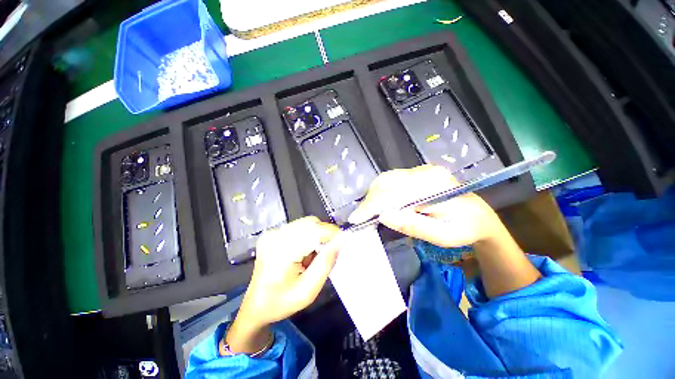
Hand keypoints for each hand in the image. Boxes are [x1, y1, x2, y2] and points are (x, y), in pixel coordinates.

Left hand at [225, 217, 339, 354]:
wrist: (256, 306)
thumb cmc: (282, 302)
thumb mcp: (308, 291)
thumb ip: (326, 263)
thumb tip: (340, 241)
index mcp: (281, 252)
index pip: (313, 231)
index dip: (332, 233)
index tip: (344, 241)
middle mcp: (275, 236)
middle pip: (310, 223)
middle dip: (325, 233)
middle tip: (330, 251)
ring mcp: (272, 233)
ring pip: (305, 223)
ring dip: (316, 234)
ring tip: (314, 254)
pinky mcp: (273, 233)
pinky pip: (299, 227)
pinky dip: (308, 235)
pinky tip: (304, 251)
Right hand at [348, 165, 500, 246]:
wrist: (479, 217)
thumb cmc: (464, 229)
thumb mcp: (443, 236)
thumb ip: (414, 226)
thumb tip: (384, 216)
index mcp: (435, 185)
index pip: (395, 191)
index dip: (372, 205)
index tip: (356, 218)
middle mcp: (426, 172)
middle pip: (387, 181)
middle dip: (369, 200)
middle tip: (360, 217)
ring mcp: (421, 170)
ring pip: (387, 179)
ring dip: (373, 196)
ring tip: (367, 212)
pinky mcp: (417, 174)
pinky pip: (392, 180)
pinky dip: (380, 193)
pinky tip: (378, 204)